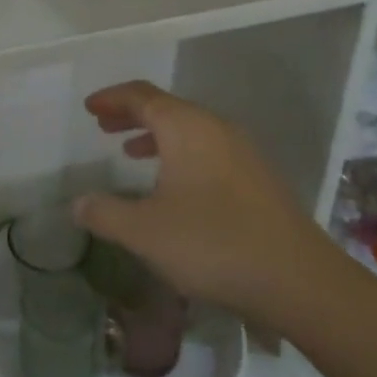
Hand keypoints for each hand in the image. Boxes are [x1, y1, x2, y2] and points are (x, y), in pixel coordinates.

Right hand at [73, 80, 347, 333]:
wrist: (299, 280)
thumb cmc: (213, 244)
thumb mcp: (146, 232)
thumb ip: (106, 213)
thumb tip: (77, 203)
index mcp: (185, 126)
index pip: (140, 96)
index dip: (111, 98)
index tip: (89, 108)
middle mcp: (214, 127)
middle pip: (165, 107)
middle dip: (131, 114)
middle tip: (103, 125)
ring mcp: (241, 150)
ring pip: (188, 128)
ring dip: (155, 134)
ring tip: (130, 151)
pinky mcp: (257, 176)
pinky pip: (207, 148)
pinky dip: (179, 153)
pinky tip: (174, 185)